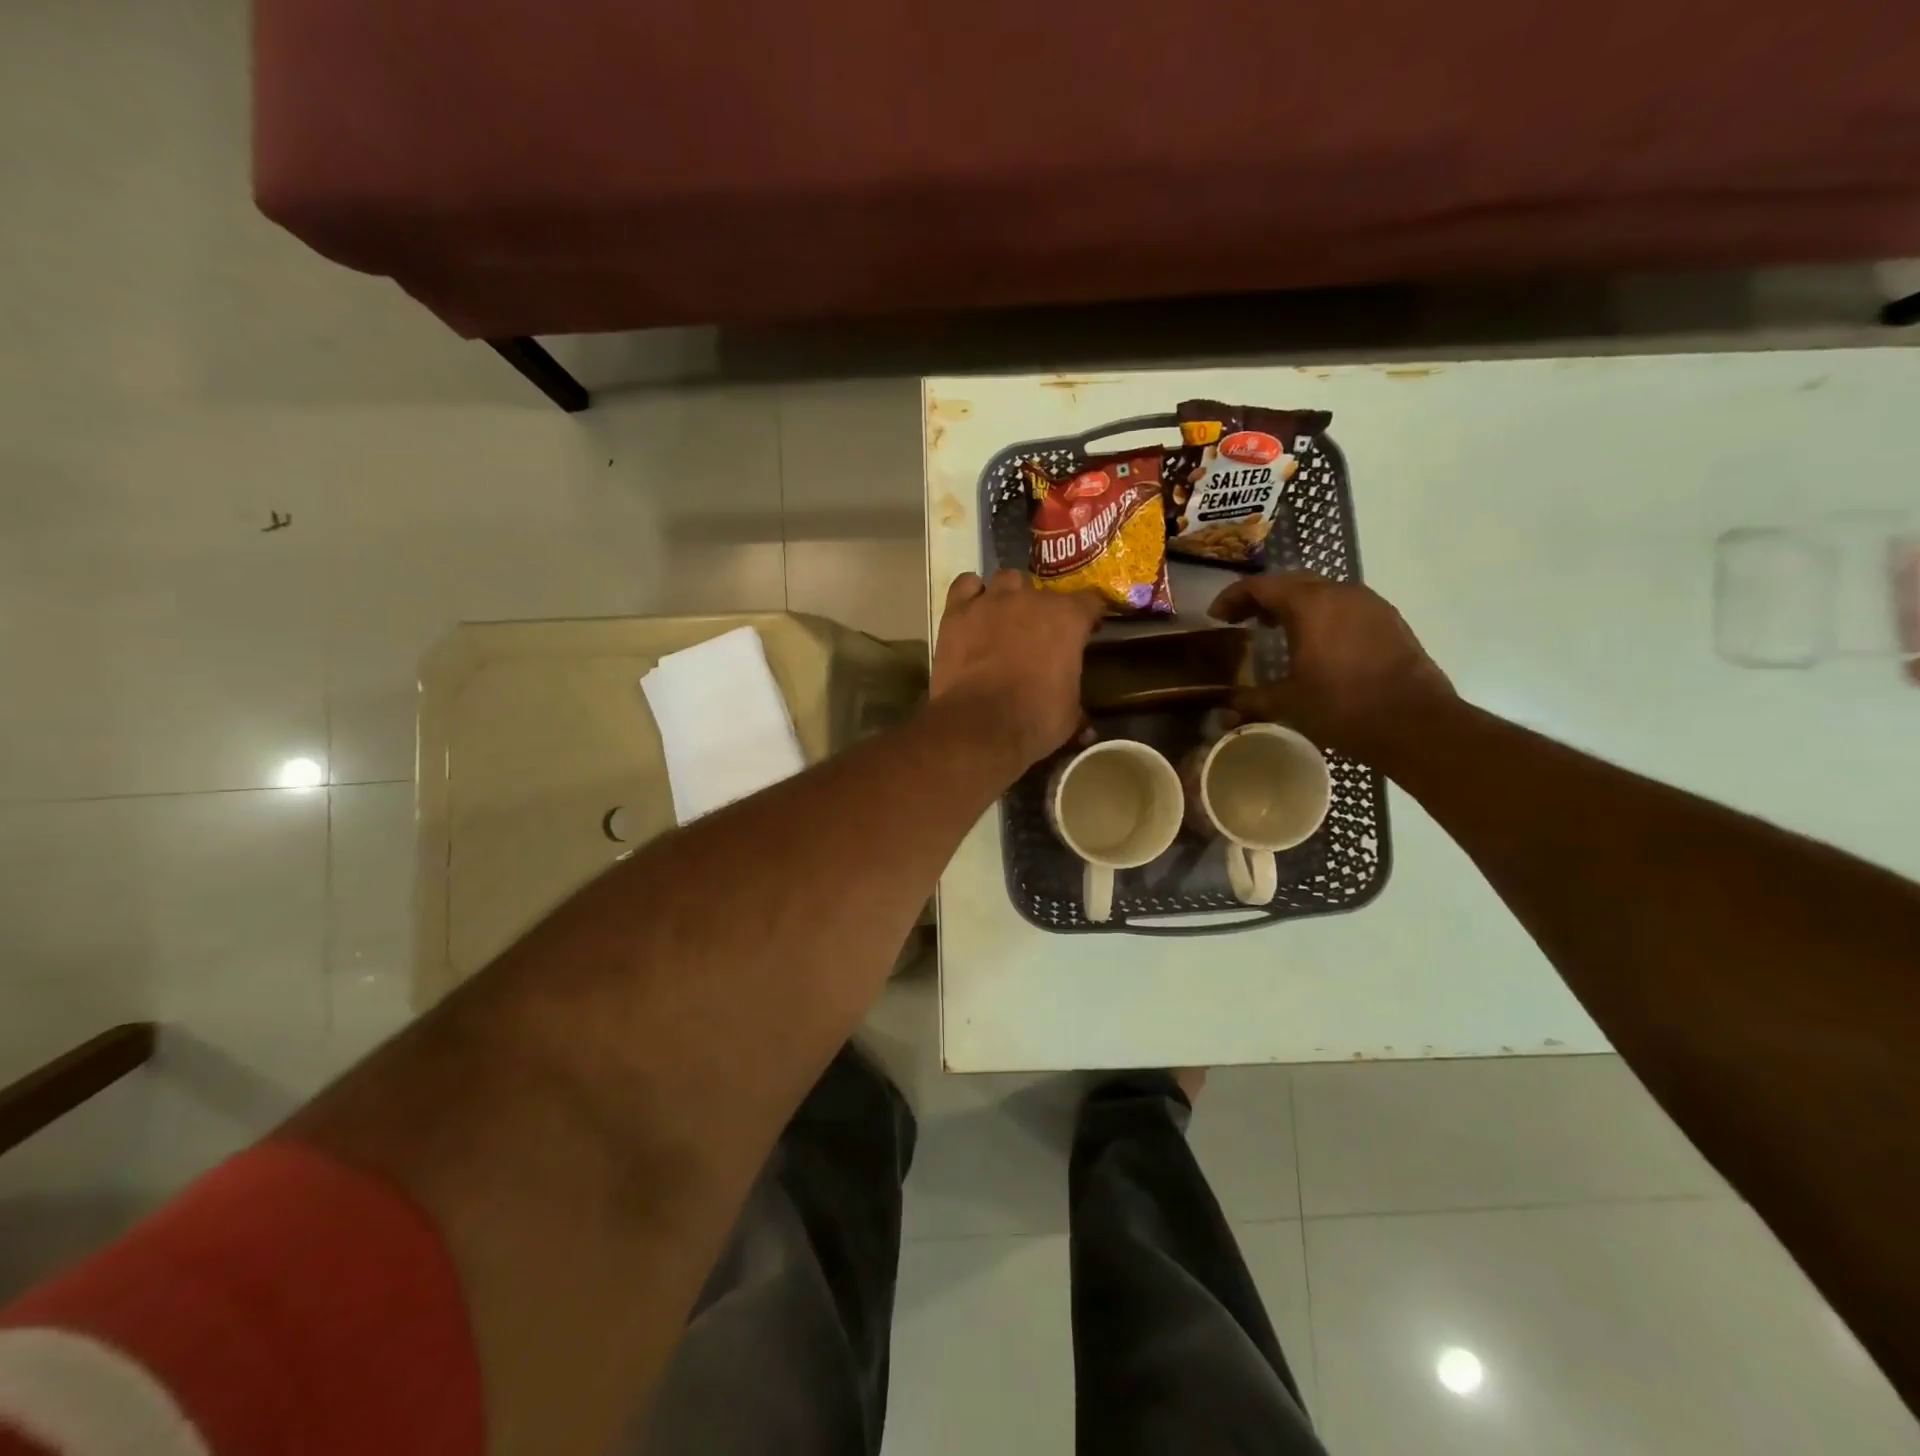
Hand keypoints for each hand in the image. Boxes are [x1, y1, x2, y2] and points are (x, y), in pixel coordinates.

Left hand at [932, 570, 1104, 767]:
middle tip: (1039, 635)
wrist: (979, 724)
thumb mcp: (1069, 716)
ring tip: (1005, 618)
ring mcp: (991, 600)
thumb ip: (1077, 706)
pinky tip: (973, 610)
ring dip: (1010, 595)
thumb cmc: (1034, 719)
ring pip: (1006, 580)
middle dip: (1044, 610)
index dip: (1089, 616)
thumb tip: (1086, 726)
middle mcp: (1031, 599)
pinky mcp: (957, 611)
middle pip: (1043, 591)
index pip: (1090, 602)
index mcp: (1068, 619)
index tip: (1087, 631)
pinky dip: (971, 594)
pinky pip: (965, 585)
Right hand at [1210, 572, 1453, 758]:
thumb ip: (1251, 701)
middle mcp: (1340, 593)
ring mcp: (1370, 604)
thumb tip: (1224, 710)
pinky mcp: (1389, 621)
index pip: (1260, 586)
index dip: (1232, 597)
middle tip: (1243, 620)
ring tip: (1277, 630)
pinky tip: (1316, 643)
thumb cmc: (1342, 707)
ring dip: (1294, 606)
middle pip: (1291, 582)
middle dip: (1263, 598)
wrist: (1415, 723)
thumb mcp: (1287, 704)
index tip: (1217, 616)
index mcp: (1309, 605)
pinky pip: (1345, 607)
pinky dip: (1321, 616)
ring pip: (1321, 592)